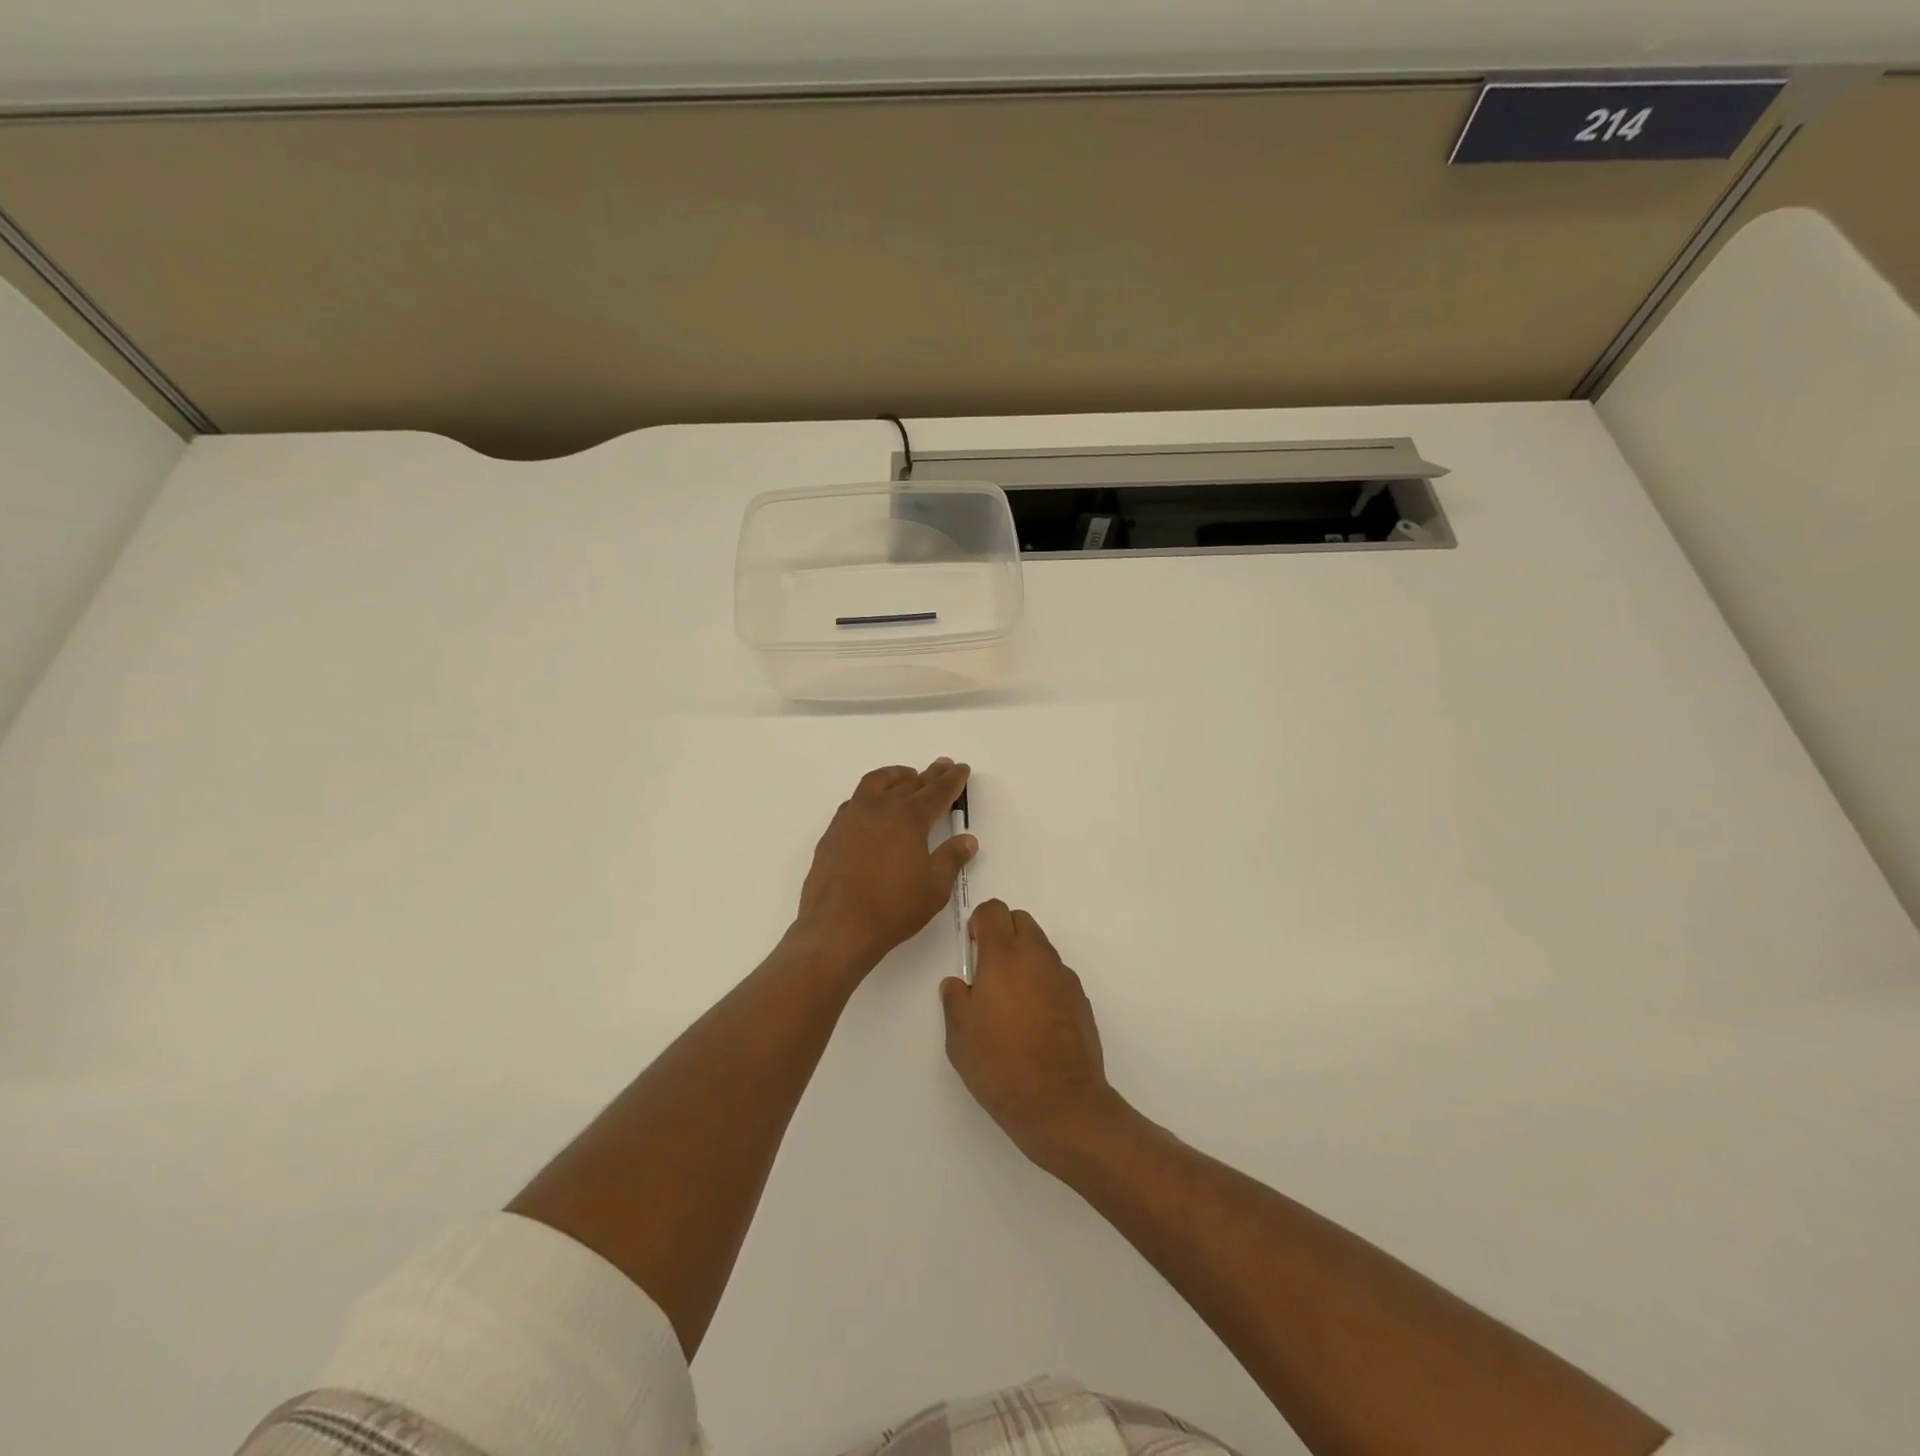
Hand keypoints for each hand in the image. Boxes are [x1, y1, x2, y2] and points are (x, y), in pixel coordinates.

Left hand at [797, 759, 975, 976]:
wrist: (838, 926)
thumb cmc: (893, 907)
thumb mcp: (934, 887)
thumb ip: (951, 858)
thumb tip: (967, 840)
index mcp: (909, 817)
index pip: (937, 791)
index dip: (952, 780)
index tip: (961, 769)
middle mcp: (880, 808)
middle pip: (909, 783)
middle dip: (929, 775)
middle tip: (942, 766)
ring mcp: (852, 817)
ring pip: (876, 783)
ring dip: (896, 777)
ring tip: (907, 777)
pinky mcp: (833, 833)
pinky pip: (855, 802)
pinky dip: (871, 796)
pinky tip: (873, 807)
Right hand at [940, 901, 1120, 1166]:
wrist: (1061, 1103)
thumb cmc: (1000, 1065)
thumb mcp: (959, 1036)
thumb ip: (955, 1000)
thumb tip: (958, 984)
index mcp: (1003, 956)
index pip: (994, 911)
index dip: (979, 921)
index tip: (972, 946)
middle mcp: (1037, 957)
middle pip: (1021, 920)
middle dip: (1003, 933)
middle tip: (989, 968)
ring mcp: (1063, 976)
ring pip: (1040, 947)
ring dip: (1024, 957)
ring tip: (1011, 998)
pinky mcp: (1081, 998)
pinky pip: (1056, 974)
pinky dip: (1042, 981)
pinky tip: (1034, 1018)